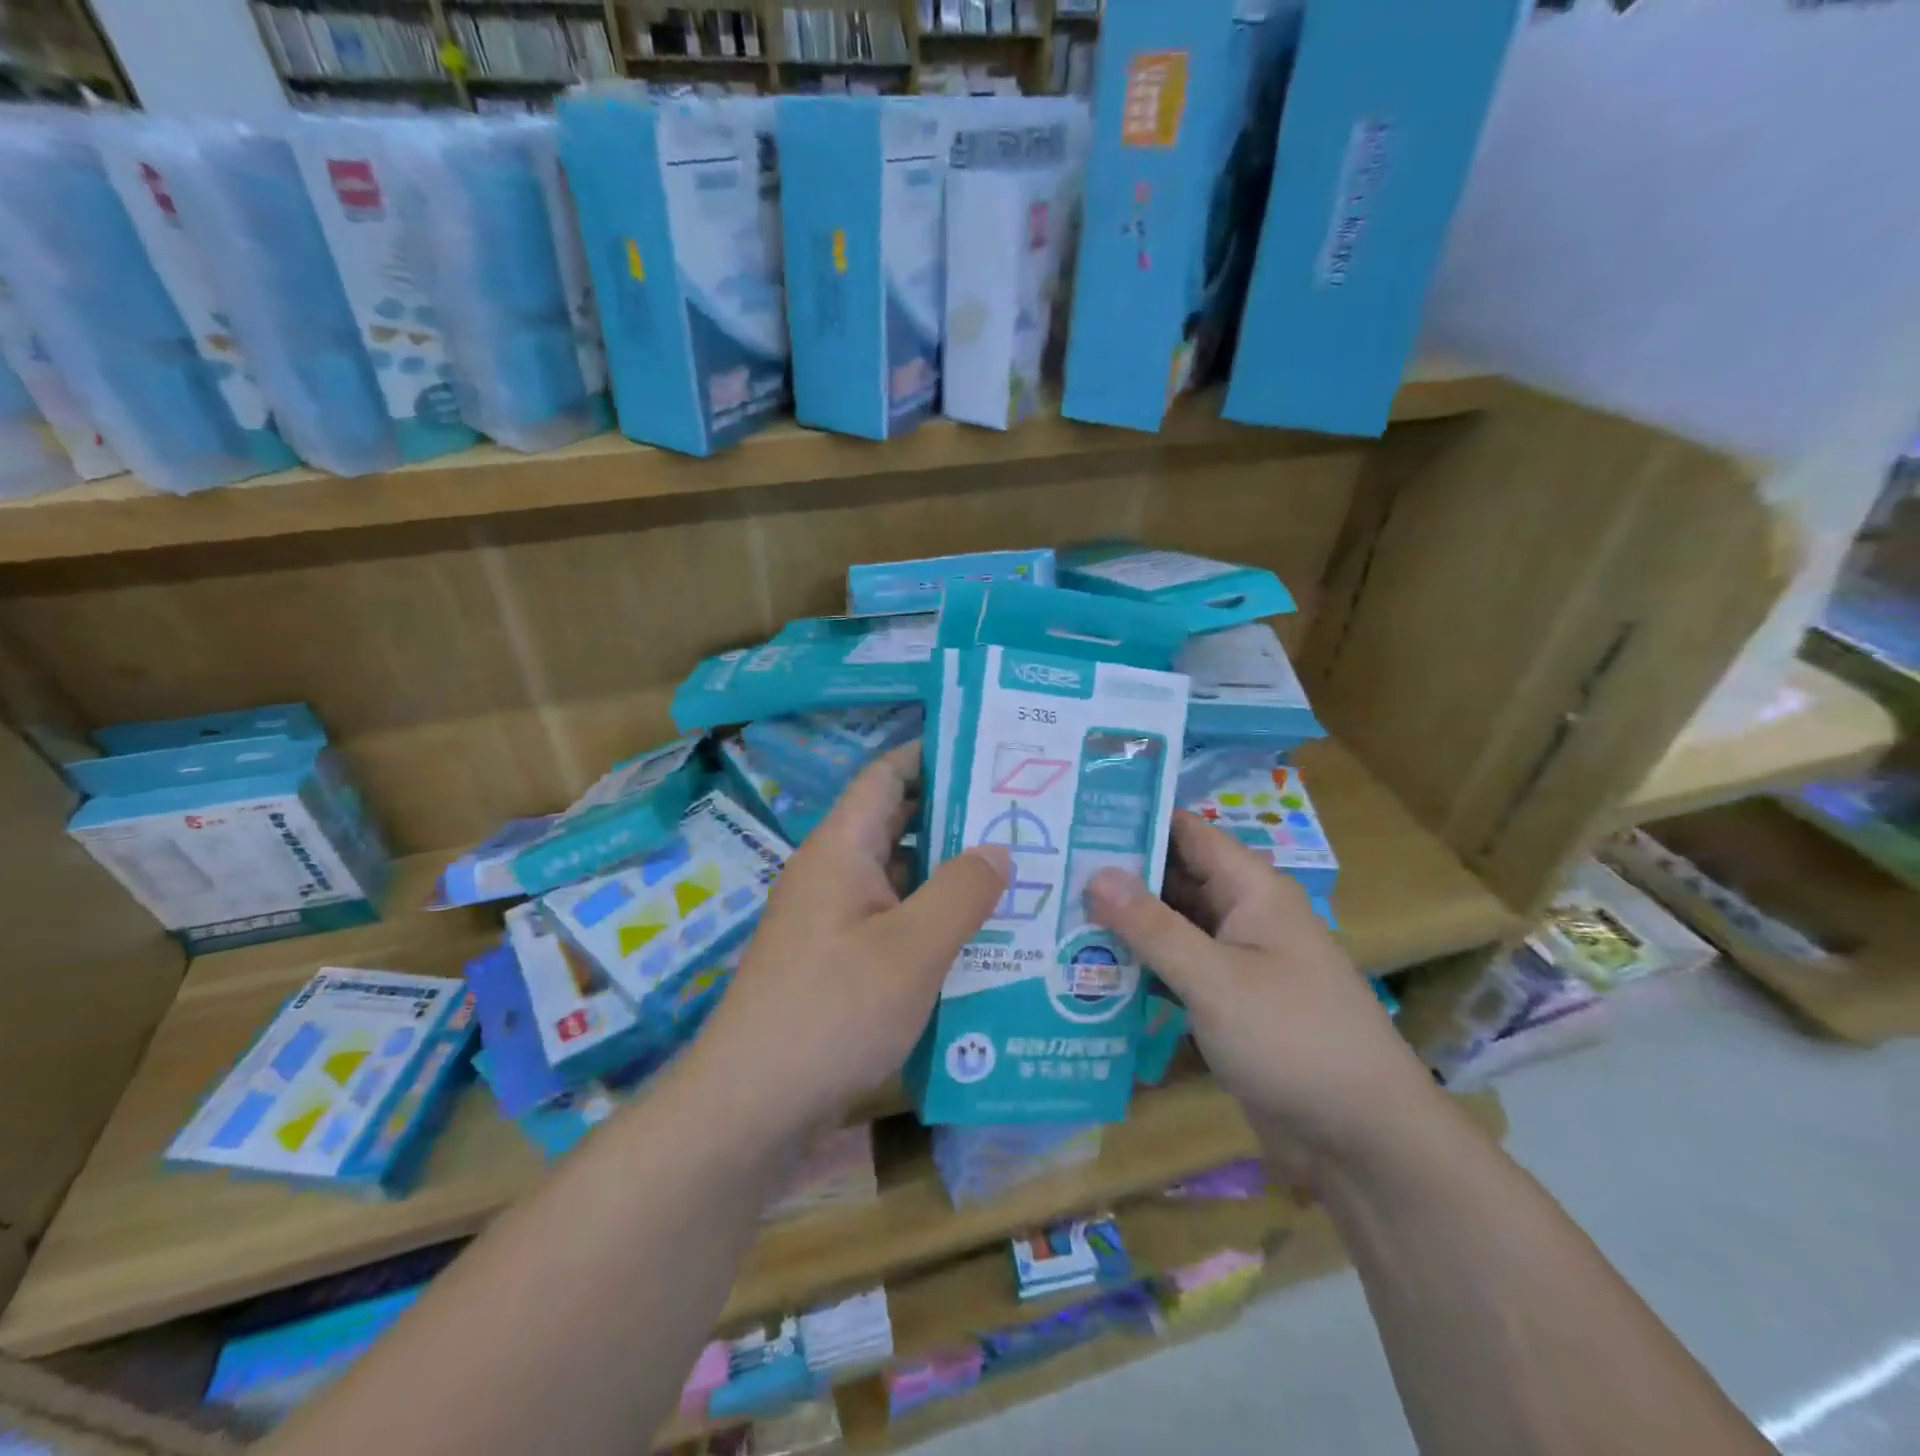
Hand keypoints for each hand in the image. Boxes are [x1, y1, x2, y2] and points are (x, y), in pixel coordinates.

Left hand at [692, 743, 1009, 1139]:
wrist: (752, 1106)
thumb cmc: (833, 1012)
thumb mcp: (912, 949)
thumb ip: (961, 892)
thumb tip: (998, 849)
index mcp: (841, 849)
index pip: (887, 775)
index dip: (933, 755)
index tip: (990, 753)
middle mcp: (834, 873)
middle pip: (899, 824)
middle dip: (958, 819)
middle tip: (1024, 818)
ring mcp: (834, 919)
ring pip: (901, 877)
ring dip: (951, 875)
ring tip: (1019, 874)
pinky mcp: (839, 961)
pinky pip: (894, 921)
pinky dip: (934, 920)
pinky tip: (982, 938)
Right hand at [1086, 811, 1440, 1177]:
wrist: (1363, 1140)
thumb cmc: (1294, 1039)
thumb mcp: (1216, 980)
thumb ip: (1152, 927)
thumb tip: (1094, 874)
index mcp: (1250, 889)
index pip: (1185, 833)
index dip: (1134, 820)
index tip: (1073, 817)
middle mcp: (1241, 914)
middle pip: (1171, 880)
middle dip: (1115, 877)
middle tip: (1047, 871)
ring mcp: (1233, 961)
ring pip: (1168, 927)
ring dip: (1121, 926)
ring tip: (1051, 916)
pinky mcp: (1225, 1002)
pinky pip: (1174, 970)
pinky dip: (1138, 967)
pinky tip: (1085, 972)